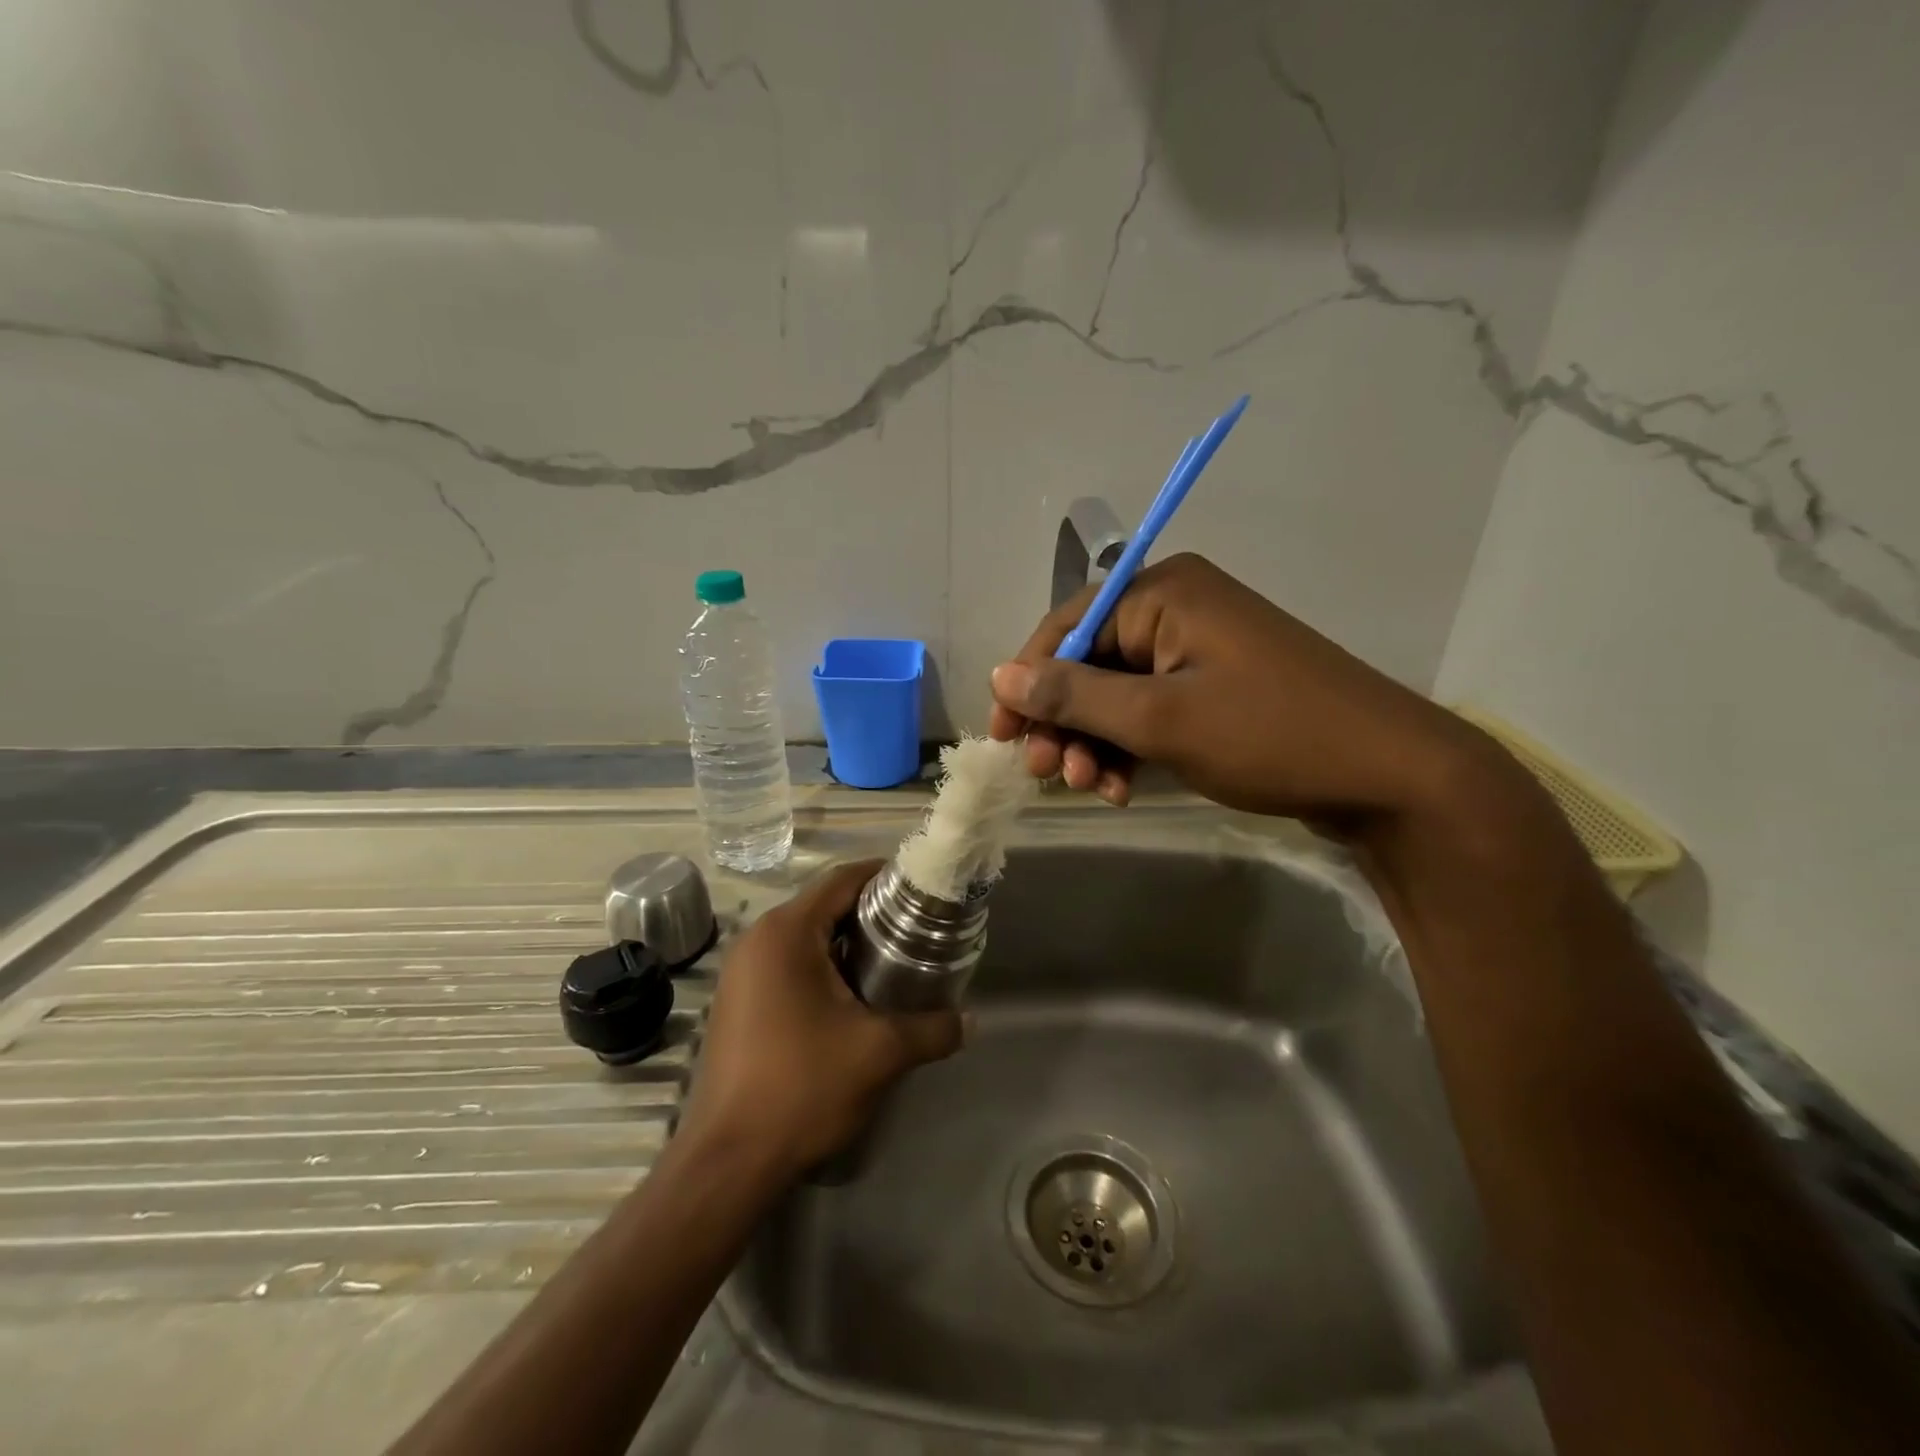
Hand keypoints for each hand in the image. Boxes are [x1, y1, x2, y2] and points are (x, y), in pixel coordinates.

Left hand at [677, 860, 965, 1181]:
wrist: (728, 1161)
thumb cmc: (803, 1087)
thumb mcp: (879, 1053)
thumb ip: (932, 1029)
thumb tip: (970, 1021)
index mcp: (786, 932)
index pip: (842, 880)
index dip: (884, 875)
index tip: (921, 887)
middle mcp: (757, 940)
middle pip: (823, 905)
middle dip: (871, 912)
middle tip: (917, 928)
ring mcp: (741, 972)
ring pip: (805, 937)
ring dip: (846, 942)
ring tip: (893, 961)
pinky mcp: (737, 1002)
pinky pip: (787, 964)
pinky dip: (822, 966)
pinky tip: (853, 997)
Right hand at [987, 553, 1514, 839]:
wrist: (1391, 776)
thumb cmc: (1269, 734)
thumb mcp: (1159, 719)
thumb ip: (1075, 697)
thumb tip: (1001, 674)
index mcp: (1163, 591)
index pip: (1067, 626)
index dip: (1027, 681)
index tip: (1002, 735)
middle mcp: (1177, 609)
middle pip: (1090, 663)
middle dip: (1063, 722)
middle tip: (1047, 774)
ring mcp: (1199, 651)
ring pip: (1117, 695)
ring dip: (1094, 743)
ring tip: (1091, 790)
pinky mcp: (1216, 689)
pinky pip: (1150, 712)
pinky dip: (1129, 748)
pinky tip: (1122, 789)